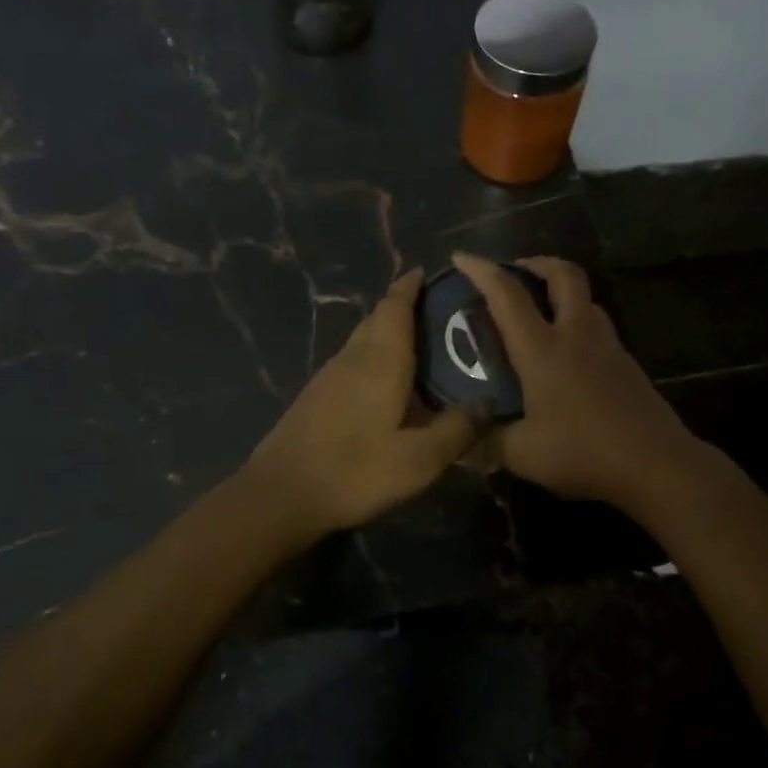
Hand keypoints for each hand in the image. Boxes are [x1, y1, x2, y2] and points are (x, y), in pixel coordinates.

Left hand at [246, 270, 479, 533]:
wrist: (280, 494)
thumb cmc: (355, 471)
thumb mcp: (418, 460)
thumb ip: (456, 430)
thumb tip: (488, 403)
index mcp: (380, 361)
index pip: (394, 307)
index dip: (409, 287)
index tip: (426, 272)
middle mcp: (353, 358)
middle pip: (377, 318)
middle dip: (402, 306)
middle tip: (436, 312)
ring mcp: (329, 376)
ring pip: (362, 339)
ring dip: (386, 331)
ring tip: (418, 345)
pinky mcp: (316, 396)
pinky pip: (352, 360)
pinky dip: (373, 356)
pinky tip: (386, 382)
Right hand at [452, 252, 702, 507]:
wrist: (656, 465)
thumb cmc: (584, 452)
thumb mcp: (524, 455)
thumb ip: (489, 443)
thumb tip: (462, 444)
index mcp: (543, 350)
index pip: (507, 295)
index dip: (482, 270)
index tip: (462, 256)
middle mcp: (576, 336)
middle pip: (564, 275)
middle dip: (538, 262)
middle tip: (518, 270)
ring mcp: (608, 346)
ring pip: (587, 298)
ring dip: (562, 290)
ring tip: (543, 308)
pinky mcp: (627, 364)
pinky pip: (599, 326)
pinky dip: (579, 321)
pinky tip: (570, 352)